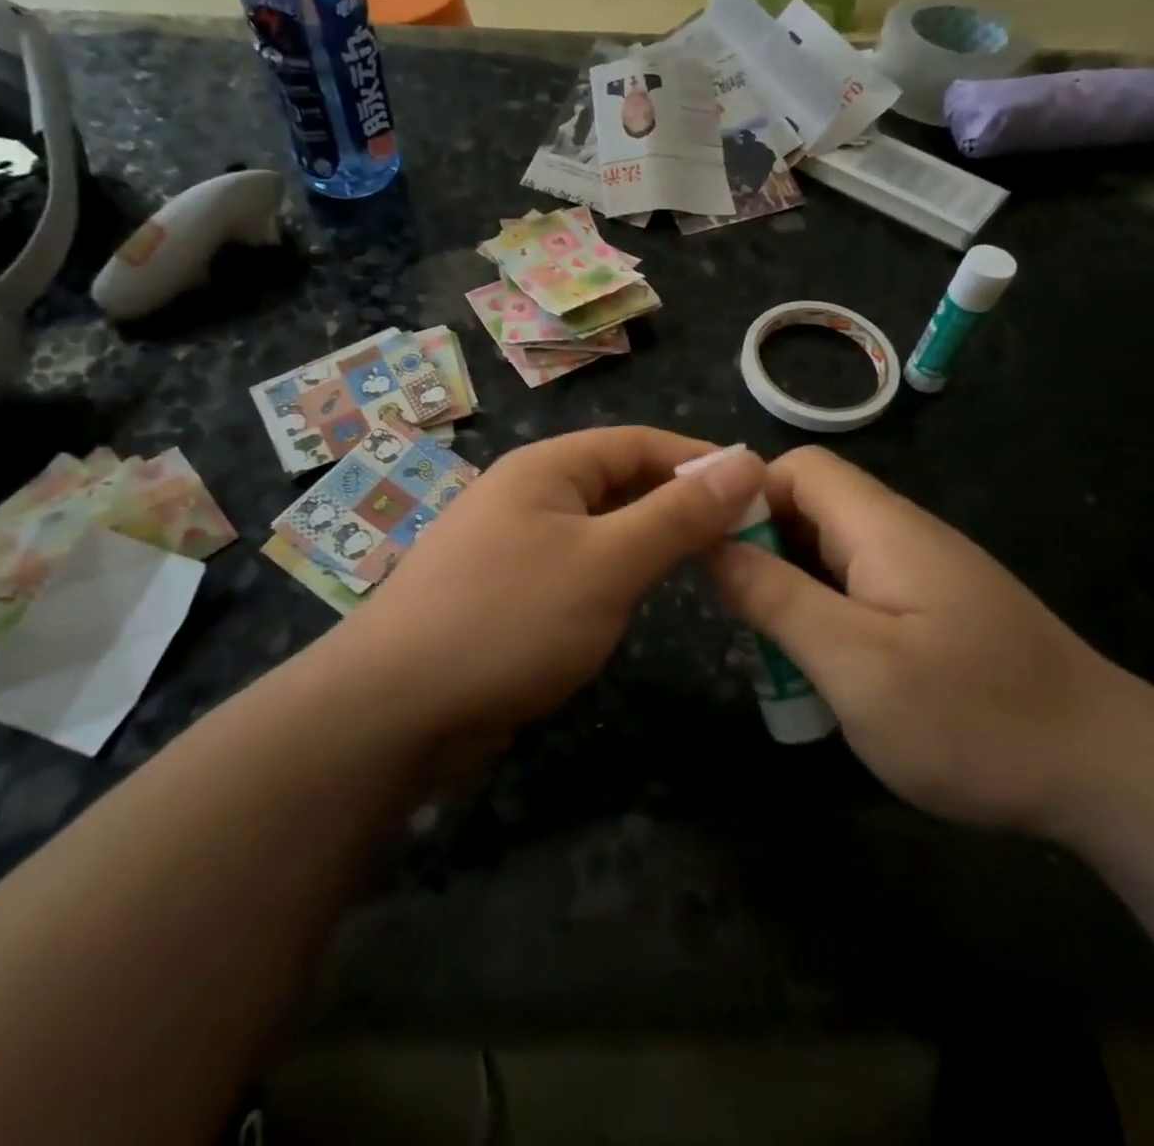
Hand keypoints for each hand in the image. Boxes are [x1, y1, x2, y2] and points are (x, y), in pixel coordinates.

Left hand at [339, 427, 766, 736]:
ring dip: (647, 543)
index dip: (699, 461)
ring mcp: (511, 547)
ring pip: (597, 531)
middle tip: (739, 537)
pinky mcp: (504, 596)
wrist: (396, 709)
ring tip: (702, 567)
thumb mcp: (608, 562)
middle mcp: (526, 496)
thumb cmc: (511, 618)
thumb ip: (678, 514)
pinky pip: (574, 571)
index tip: (757, 489)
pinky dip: (612, 578)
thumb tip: (746, 461)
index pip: (638, 443)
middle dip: (677, 504)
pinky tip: (635, 603)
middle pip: (617, 484)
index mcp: (546, 468)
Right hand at [708, 446, 1125, 834]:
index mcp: (883, 529)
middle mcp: (902, 537)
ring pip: (829, 556)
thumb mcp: (857, 665)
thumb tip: (714, 548)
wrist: (1113, 777)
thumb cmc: (975, 719)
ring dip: (789, 593)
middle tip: (738, 618)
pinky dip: (824, 619)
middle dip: (760, 553)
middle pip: (809, 510)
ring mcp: (923, 575)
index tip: (710, 553)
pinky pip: (858, 592)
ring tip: (771, 655)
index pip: (798, 469)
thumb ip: (778, 600)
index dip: (745, 497)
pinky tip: (823, 674)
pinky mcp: (936, 611)